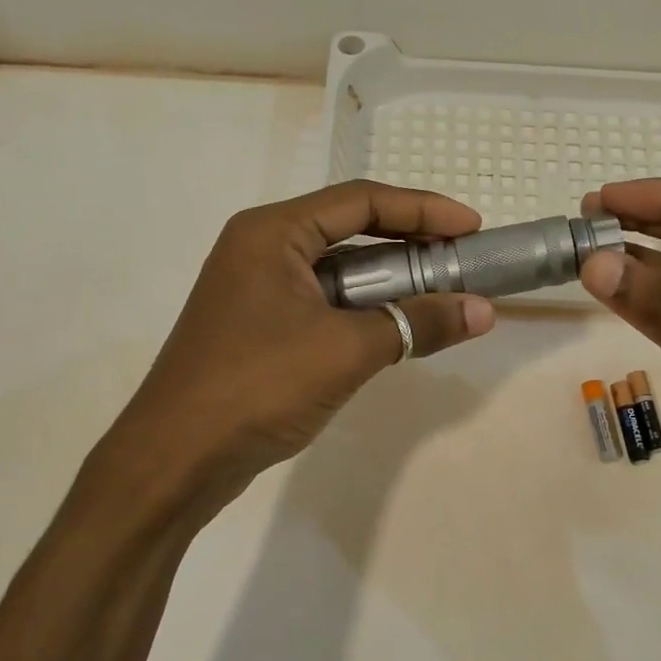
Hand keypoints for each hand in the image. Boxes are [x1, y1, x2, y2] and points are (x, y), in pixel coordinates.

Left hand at [110, 181, 495, 503]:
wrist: (176, 459)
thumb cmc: (258, 386)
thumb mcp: (347, 350)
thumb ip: (417, 324)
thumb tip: (484, 311)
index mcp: (272, 233)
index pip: (361, 201)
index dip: (422, 209)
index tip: (471, 227)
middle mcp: (260, 250)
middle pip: (350, 231)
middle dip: (409, 246)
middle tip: (461, 263)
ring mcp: (256, 292)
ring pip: (338, 273)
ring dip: (389, 283)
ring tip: (439, 297)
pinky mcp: (259, 330)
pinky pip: (324, 305)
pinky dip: (364, 312)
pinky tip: (395, 330)